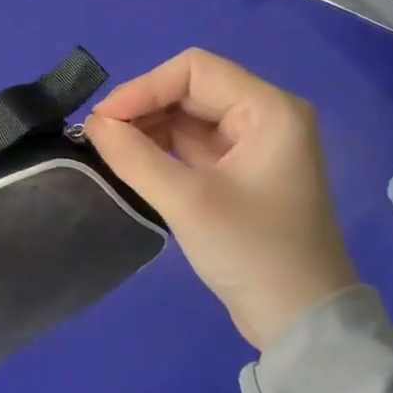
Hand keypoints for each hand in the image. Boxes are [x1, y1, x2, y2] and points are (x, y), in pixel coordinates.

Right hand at [84, 49, 356, 348]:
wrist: (299, 322)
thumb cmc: (252, 252)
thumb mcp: (187, 201)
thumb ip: (134, 156)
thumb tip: (92, 123)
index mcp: (268, 110)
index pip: (194, 70)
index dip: (143, 87)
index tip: (103, 120)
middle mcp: (264, 117)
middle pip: (190, 90)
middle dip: (142, 108)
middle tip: (99, 136)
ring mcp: (253, 145)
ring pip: (187, 117)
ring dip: (147, 128)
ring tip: (109, 150)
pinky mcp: (240, 173)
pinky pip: (192, 145)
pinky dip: (160, 149)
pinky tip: (130, 162)